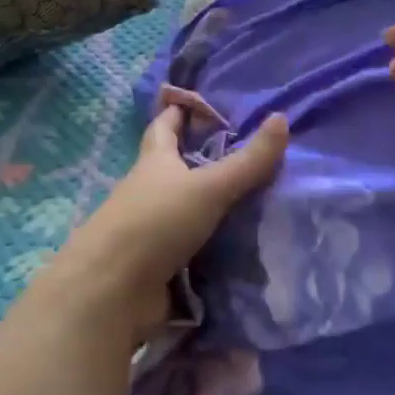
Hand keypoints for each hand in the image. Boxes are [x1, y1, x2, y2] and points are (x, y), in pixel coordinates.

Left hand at [49, 106, 288, 344]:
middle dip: (206, 159)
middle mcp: (150, 191)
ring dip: (215, 205)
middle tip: (249, 152)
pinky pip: (195, 245)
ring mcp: (152, 229)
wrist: (113, 292)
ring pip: (188, 208)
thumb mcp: (209, 186)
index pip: (165, 126)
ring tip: (260, 199)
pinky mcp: (159, 263)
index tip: (204, 102)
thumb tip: (282, 118)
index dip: (180, 112)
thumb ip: (248, 160)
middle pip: (177, 167)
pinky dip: (216, 242)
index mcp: (155, 162)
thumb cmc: (156, 222)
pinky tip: (246, 244)